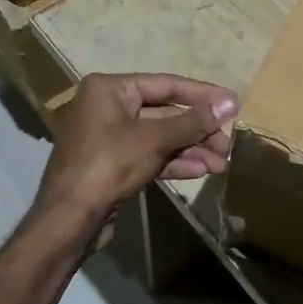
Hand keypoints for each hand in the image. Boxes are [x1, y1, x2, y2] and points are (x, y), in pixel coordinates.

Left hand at [34, 73, 237, 228]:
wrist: (69, 218)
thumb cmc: (109, 165)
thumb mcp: (154, 139)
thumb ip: (193, 121)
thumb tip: (231, 104)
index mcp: (109, 89)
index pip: (165, 84)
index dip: (202, 95)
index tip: (233, 104)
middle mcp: (108, 107)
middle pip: (164, 112)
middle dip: (198, 129)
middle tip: (228, 143)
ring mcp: (110, 138)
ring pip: (160, 137)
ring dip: (191, 149)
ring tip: (222, 163)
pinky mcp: (114, 165)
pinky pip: (150, 156)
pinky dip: (175, 162)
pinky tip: (202, 171)